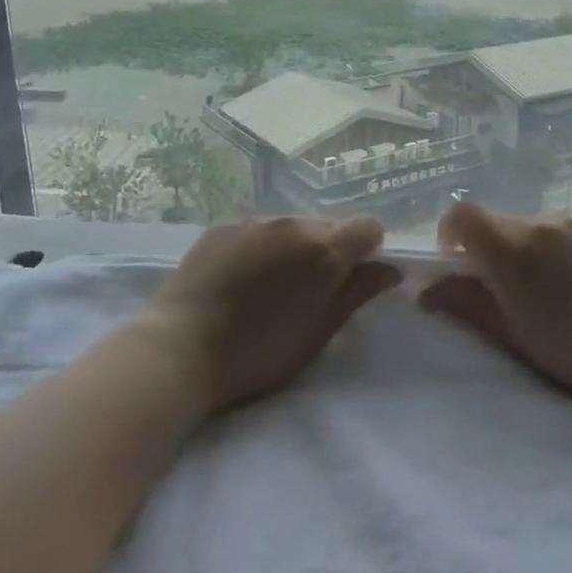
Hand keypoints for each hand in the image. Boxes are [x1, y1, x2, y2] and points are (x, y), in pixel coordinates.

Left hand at [145, 215, 400, 412]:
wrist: (180, 348)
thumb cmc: (258, 352)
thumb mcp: (318, 332)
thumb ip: (357, 294)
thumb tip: (390, 270)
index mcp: (323, 249)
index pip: (368, 227)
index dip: (368, 250)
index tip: (354, 277)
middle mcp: (293, 223)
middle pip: (328, 226)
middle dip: (329, 251)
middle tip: (309, 291)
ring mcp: (255, 221)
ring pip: (291, 226)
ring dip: (293, 248)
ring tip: (270, 287)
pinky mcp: (223, 226)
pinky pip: (257, 229)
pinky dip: (261, 247)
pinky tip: (240, 280)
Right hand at [421, 201, 571, 427]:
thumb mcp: (515, 336)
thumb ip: (467, 304)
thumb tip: (426, 291)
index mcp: (511, 248)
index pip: (463, 215)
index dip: (452, 233)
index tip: (459, 261)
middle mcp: (541, 221)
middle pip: (502, 224)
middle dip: (497, 251)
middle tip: (516, 292)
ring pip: (538, 227)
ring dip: (535, 250)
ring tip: (561, 292)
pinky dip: (567, 248)